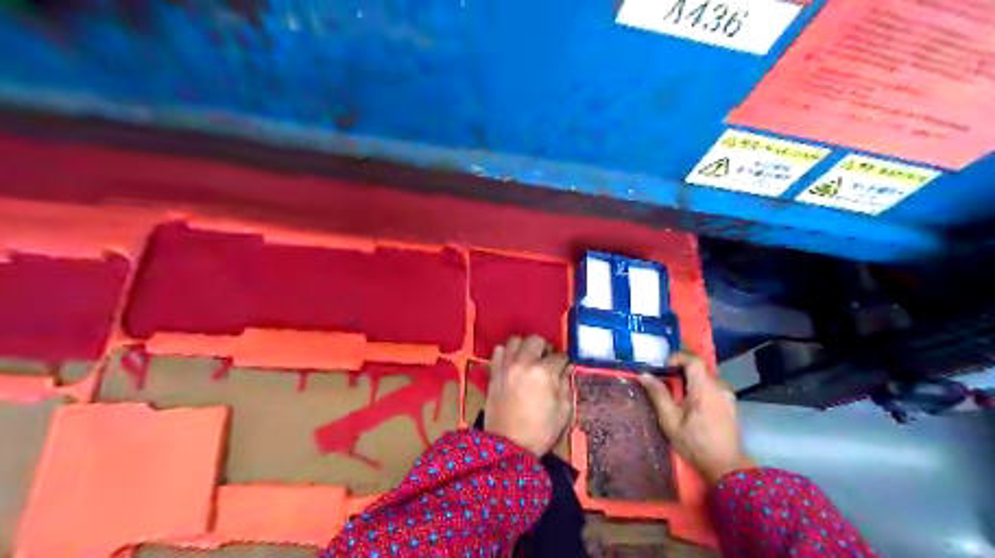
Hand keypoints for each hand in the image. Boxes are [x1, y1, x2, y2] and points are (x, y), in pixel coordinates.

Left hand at [485, 335, 571, 456]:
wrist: (508, 446)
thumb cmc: (540, 431)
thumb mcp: (563, 412)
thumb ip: (566, 385)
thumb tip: (565, 370)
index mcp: (544, 372)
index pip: (559, 356)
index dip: (564, 362)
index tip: (565, 367)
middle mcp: (524, 363)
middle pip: (535, 340)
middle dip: (545, 347)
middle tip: (547, 359)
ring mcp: (506, 366)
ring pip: (515, 341)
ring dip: (524, 346)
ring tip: (529, 358)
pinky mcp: (494, 373)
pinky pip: (498, 351)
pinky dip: (506, 353)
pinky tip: (513, 363)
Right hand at [637, 352, 755, 483]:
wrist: (726, 467)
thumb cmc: (695, 443)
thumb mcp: (670, 420)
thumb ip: (658, 394)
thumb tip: (644, 375)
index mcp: (705, 387)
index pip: (693, 359)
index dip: (677, 357)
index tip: (664, 369)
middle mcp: (719, 386)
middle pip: (699, 367)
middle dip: (681, 370)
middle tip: (666, 384)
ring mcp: (728, 395)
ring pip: (706, 377)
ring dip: (691, 380)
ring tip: (678, 397)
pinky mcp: (731, 404)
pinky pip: (713, 387)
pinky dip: (700, 389)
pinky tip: (693, 407)